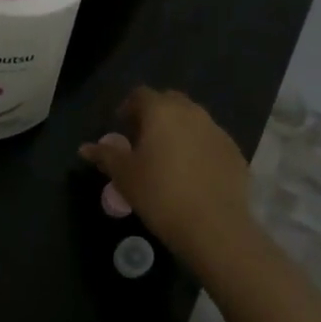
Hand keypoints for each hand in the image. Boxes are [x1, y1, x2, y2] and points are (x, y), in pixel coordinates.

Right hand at [79, 87, 255, 270]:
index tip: (122, 127)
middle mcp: (192, 112)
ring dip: (179, 130)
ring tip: (169, 158)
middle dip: (155, 114)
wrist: (215, 227)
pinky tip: (193, 174)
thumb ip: (105, 155)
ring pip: (193, 120)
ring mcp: (217, 131)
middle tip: (144, 140)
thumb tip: (85, 147)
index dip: (128, 107)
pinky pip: (211, 140)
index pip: (141, 94)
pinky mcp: (235, 152)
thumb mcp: (124, 176)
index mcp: (161, 111)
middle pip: (169, 101)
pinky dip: (199, 148)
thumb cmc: (160, 194)